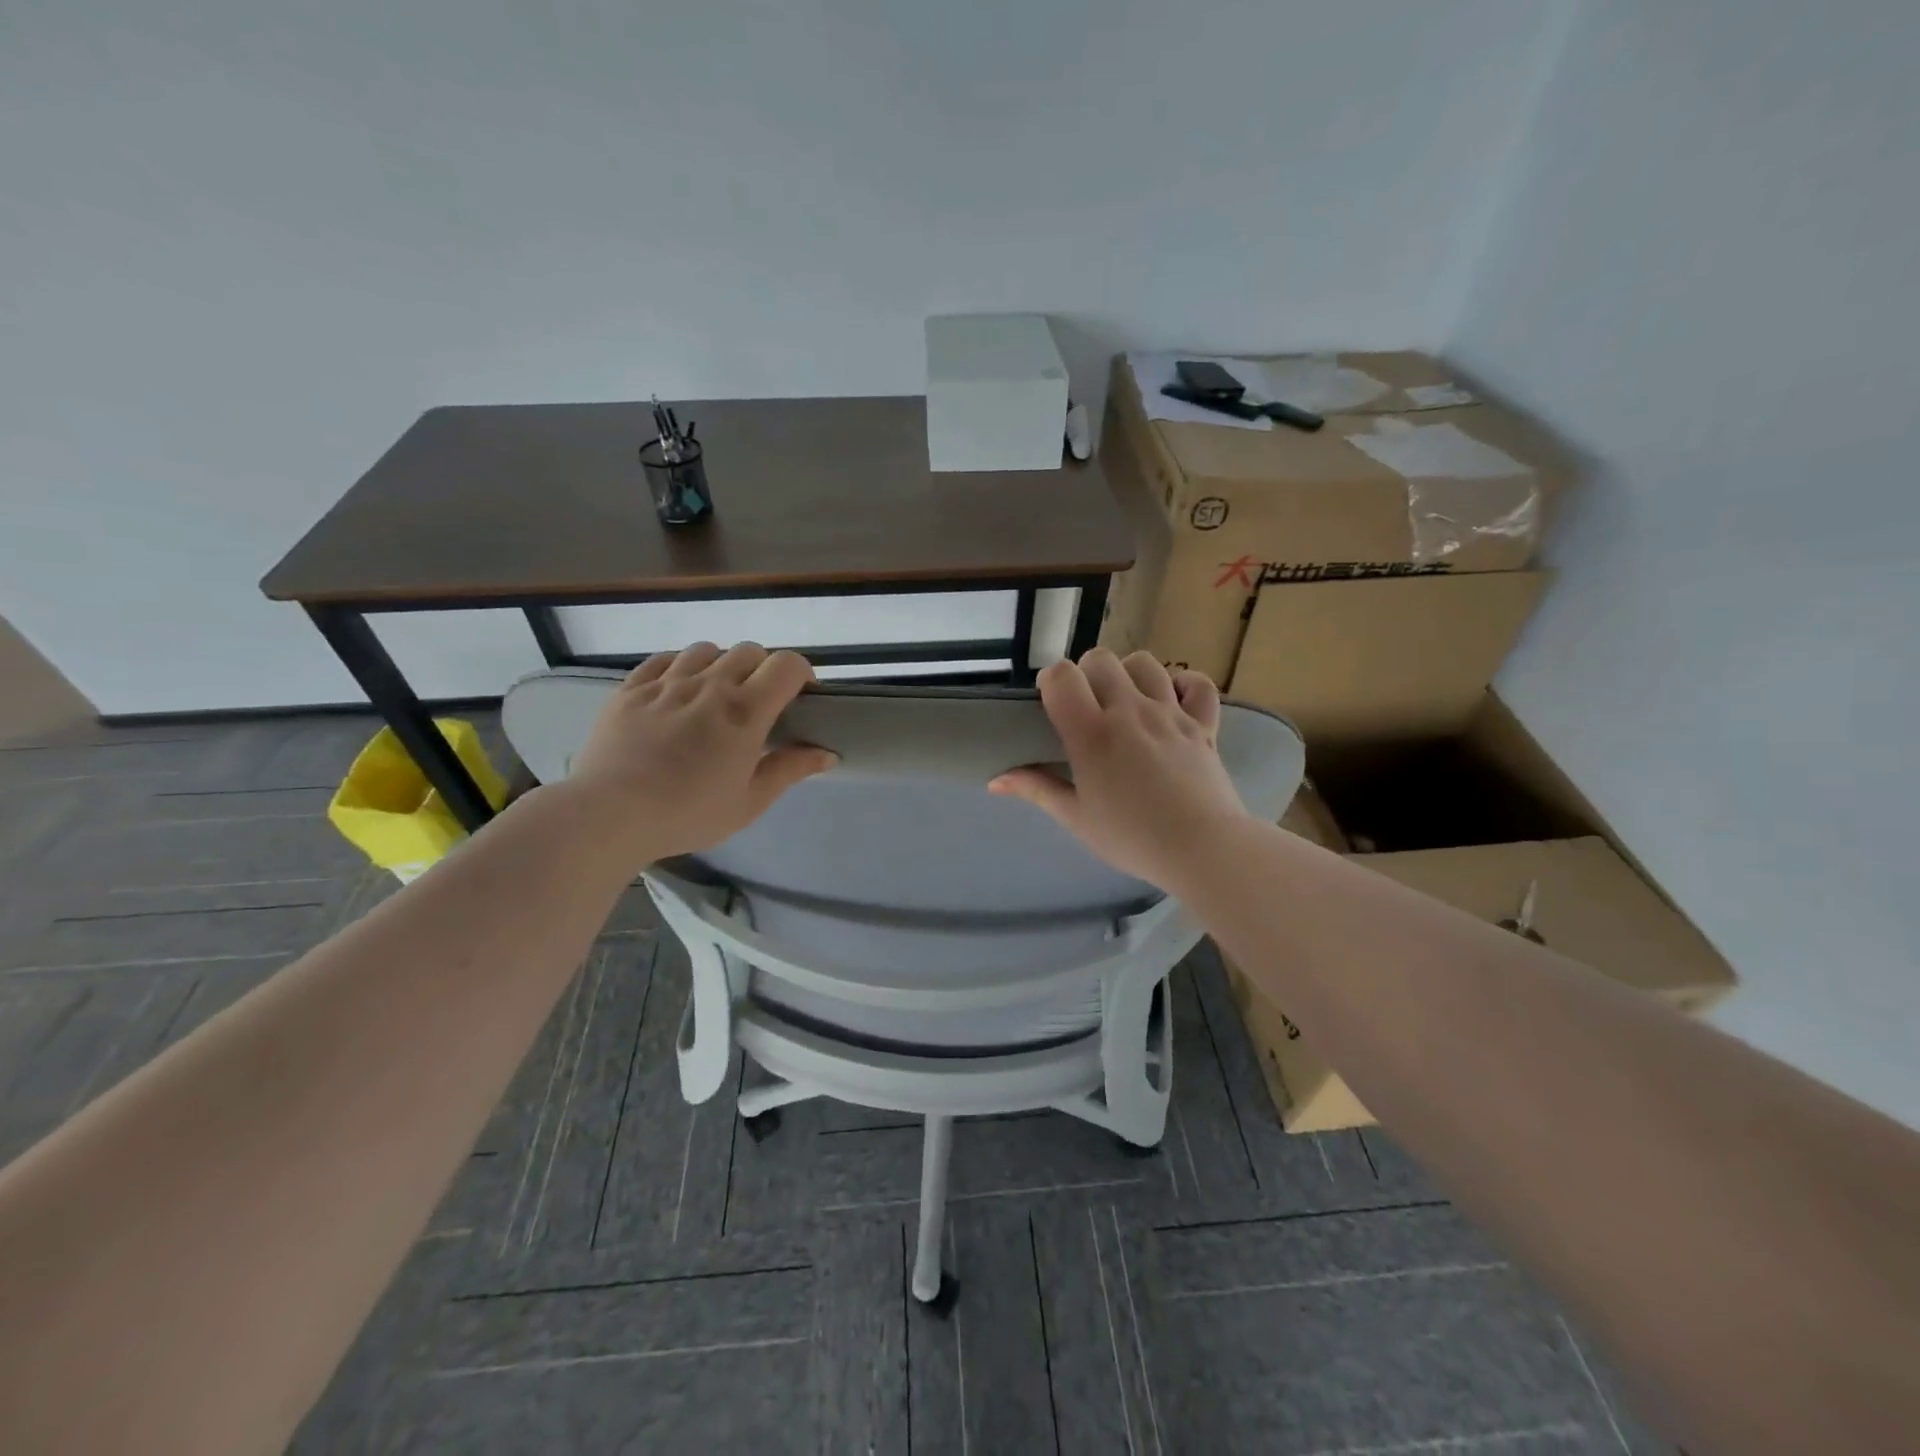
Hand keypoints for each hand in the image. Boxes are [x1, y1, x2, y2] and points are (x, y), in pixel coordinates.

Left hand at [563, 643, 836, 864]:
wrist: (608, 815)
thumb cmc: (687, 814)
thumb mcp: (749, 802)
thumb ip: (789, 770)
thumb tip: (828, 753)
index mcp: (745, 712)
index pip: (787, 665)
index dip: (801, 673)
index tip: (801, 697)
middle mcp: (710, 685)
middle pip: (749, 651)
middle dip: (764, 670)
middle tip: (760, 703)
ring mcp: (667, 682)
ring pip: (707, 650)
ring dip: (722, 665)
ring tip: (716, 695)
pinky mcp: (631, 688)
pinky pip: (664, 659)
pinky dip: (681, 667)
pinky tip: (679, 690)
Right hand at [989, 649, 1252, 888]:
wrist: (1202, 849)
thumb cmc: (1132, 838)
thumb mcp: (1076, 817)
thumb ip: (1037, 789)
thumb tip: (995, 781)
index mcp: (1092, 733)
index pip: (1061, 675)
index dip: (1051, 681)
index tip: (1052, 702)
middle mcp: (1129, 710)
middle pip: (1101, 659)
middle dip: (1087, 673)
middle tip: (1087, 706)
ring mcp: (1170, 712)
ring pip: (1145, 663)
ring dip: (1129, 674)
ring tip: (1126, 701)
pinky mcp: (1204, 723)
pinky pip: (1197, 684)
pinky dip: (1184, 684)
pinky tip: (1172, 700)